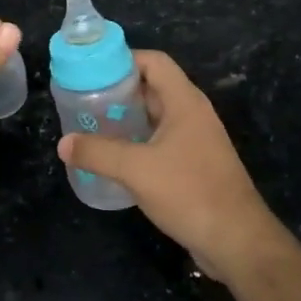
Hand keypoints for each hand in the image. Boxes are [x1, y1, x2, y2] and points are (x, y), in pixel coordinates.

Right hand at [58, 50, 286, 282]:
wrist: (236, 239)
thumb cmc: (189, 192)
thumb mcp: (136, 169)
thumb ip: (98, 153)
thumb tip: (64, 144)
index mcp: (185, 102)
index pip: (155, 62)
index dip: (124, 60)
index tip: (92, 72)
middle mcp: (193, 114)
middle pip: (153, 88)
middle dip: (119, 92)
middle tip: (85, 101)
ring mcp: (196, 141)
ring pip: (156, 117)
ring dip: (127, 120)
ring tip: (92, 127)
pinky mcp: (195, 165)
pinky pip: (161, 142)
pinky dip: (137, 143)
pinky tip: (114, 159)